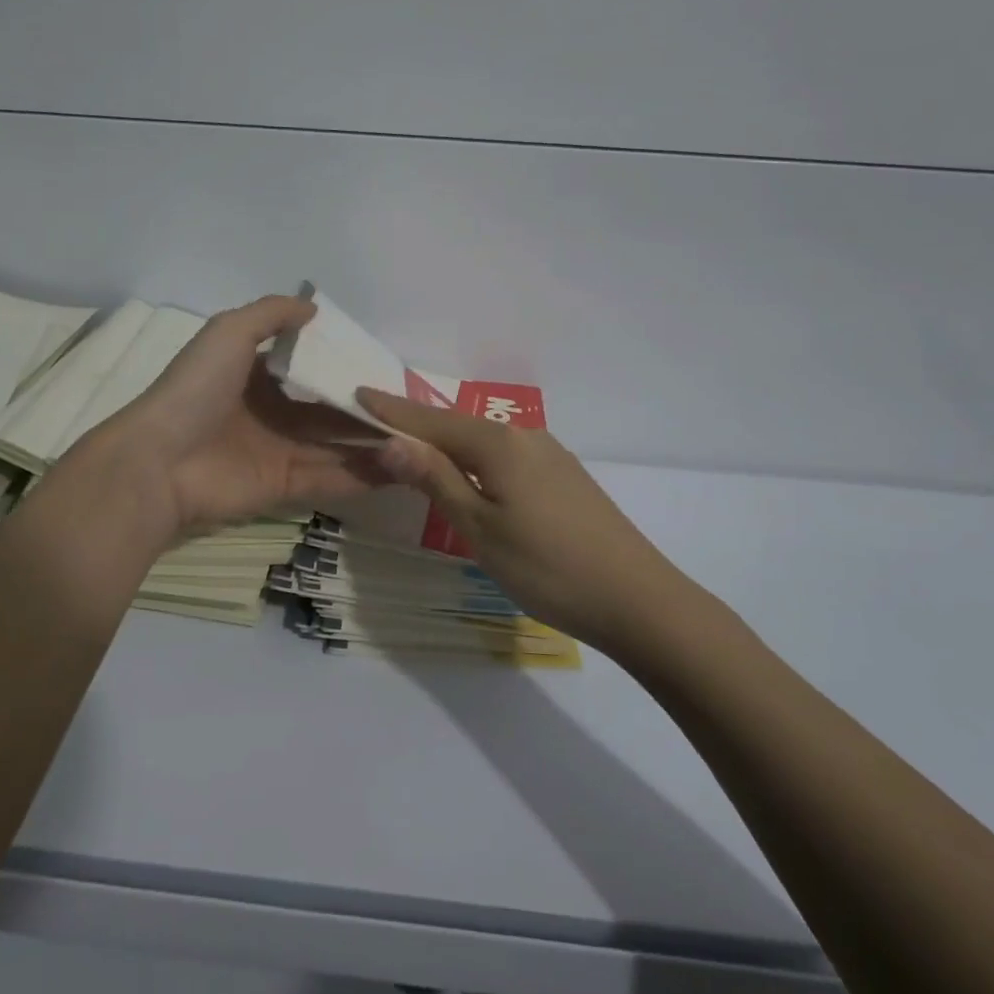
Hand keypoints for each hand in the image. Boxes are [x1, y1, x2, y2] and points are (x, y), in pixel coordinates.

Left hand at [79, 296, 389, 541]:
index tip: (384, 367)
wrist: (159, 462)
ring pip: (337, 446)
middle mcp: (272, 413)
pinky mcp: (285, 487)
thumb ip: (270, 314)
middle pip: (329, 410)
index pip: (310, 370)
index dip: (344, 367)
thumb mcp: (228, 332)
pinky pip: (332, 478)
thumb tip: (314, 309)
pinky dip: (365, 474)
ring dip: (373, 443)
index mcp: (257, 376)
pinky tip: (403, 465)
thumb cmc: (196, 390)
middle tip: (411, 407)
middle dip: (366, 409)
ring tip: (419, 438)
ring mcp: (279, 452)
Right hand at [358, 389, 683, 650]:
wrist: (637, 599)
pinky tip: (469, 472)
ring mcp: (549, 454)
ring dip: (446, 441)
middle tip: (376, 423)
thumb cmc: (547, 568)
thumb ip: (436, 479)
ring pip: (483, 439)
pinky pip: (505, 455)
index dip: (392, 411)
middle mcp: (524, 435)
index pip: (430, 420)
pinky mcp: (564, 476)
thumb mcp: (480, 528)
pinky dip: (475, 458)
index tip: (357, 393)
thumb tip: (390, 440)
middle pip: (457, 424)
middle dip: (416, 424)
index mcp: (498, 443)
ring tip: (413, 447)